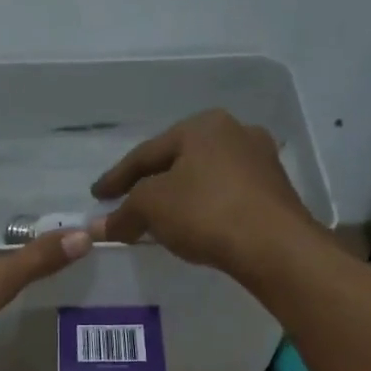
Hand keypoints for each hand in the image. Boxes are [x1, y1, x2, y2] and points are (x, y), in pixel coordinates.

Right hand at [90, 109, 317, 275]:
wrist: (273, 244)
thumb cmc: (206, 212)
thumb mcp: (153, 208)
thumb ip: (124, 213)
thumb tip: (99, 225)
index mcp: (202, 125)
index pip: (147, 152)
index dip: (117, 177)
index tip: (97, 195)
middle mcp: (234, 132)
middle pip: (178, 161)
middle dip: (150, 184)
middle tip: (128, 204)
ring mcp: (259, 160)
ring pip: (204, 178)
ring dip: (178, 196)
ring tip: (159, 218)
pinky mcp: (273, 191)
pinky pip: (225, 195)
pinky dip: (203, 208)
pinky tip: (194, 225)